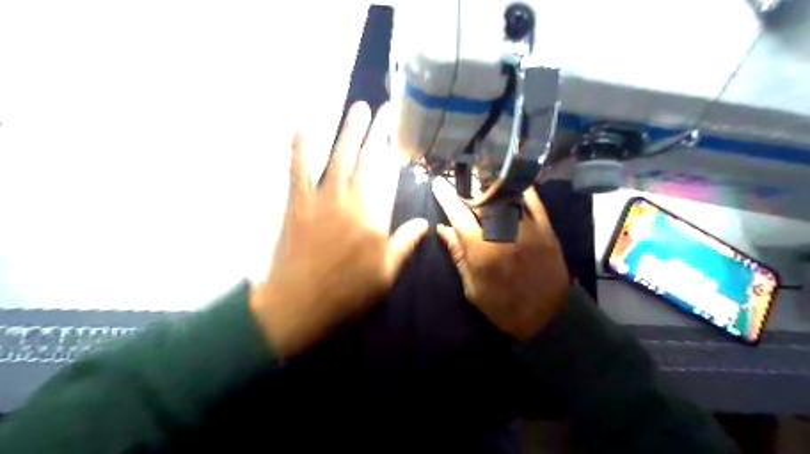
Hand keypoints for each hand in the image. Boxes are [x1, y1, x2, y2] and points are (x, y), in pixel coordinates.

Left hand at [253, 102, 428, 358]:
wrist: (296, 306)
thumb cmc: (346, 295)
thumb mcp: (385, 276)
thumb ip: (404, 245)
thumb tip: (424, 223)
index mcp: (373, 218)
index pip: (386, 175)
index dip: (392, 150)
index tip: (399, 132)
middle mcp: (349, 201)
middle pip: (364, 159)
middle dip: (374, 131)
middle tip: (383, 109)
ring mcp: (320, 200)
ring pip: (336, 157)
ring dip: (346, 131)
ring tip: (356, 107)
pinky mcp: (297, 205)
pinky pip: (299, 171)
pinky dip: (301, 148)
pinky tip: (303, 128)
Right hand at [431, 178, 567, 339]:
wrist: (546, 316)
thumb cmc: (502, 306)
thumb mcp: (472, 286)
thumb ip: (458, 254)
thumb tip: (443, 228)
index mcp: (481, 248)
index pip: (458, 214)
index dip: (446, 196)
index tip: (438, 183)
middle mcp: (503, 231)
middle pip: (482, 198)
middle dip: (468, 187)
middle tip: (460, 183)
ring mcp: (527, 226)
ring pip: (506, 194)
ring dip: (490, 185)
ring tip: (481, 181)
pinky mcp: (545, 227)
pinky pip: (532, 199)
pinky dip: (519, 189)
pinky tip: (509, 186)